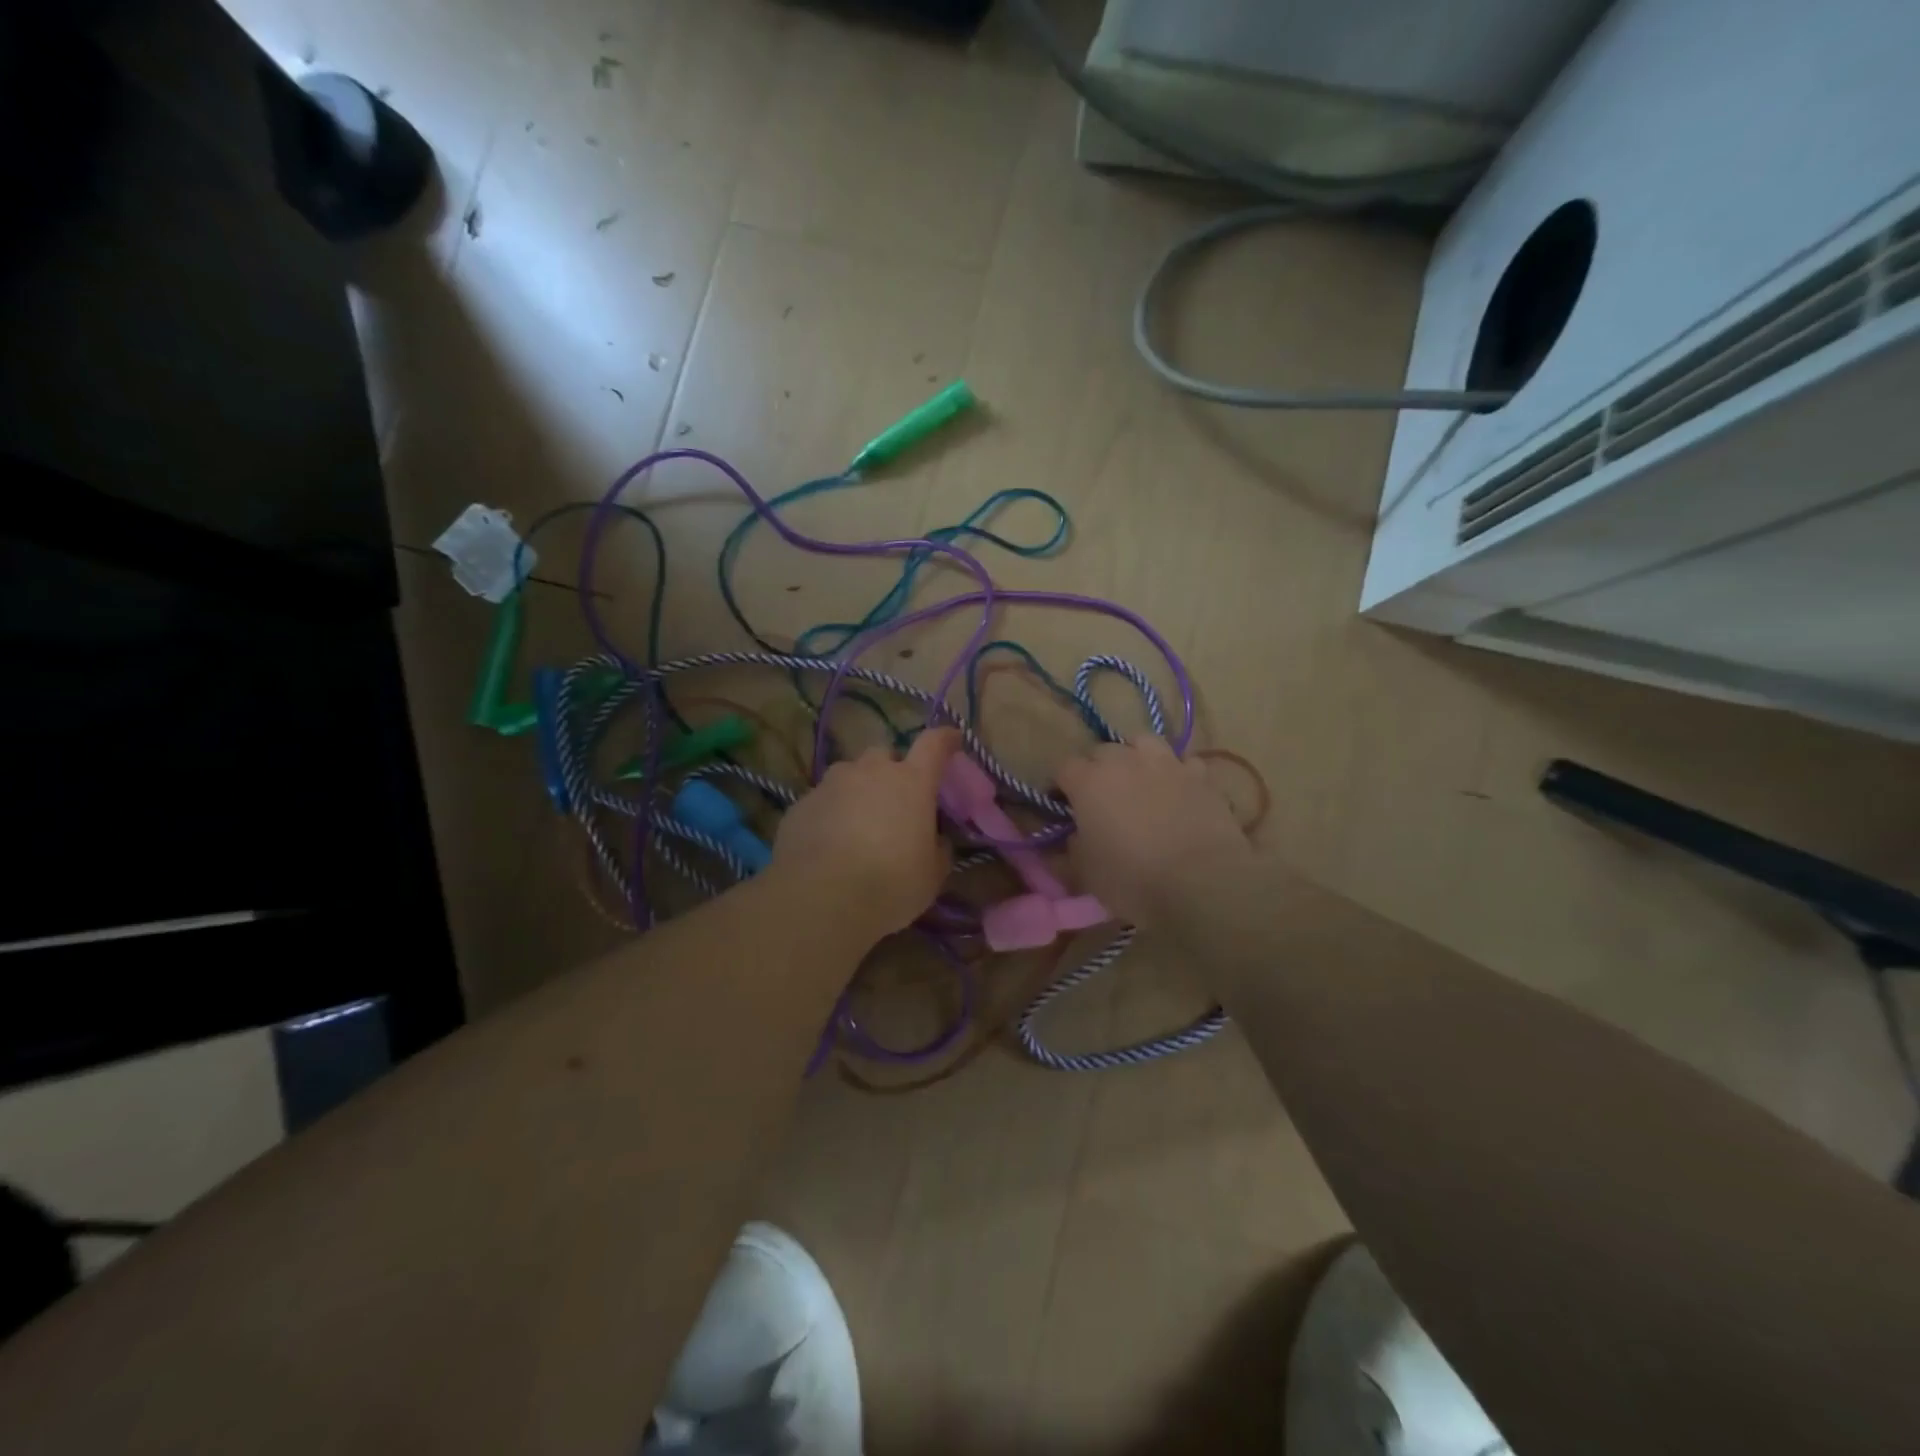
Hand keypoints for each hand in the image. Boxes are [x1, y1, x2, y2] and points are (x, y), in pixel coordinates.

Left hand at [770, 727, 961, 945]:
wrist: (819, 899)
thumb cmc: (889, 885)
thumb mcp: (931, 876)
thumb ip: (938, 850)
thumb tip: (937, 840)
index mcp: (911, 782)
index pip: (934, 744)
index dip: (944, 739)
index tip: (952, 740)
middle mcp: (870, 772)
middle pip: (885, 755)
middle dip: (892, 770)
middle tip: (895, 801)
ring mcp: (831, 784)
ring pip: (849, 775)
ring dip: (858, 790)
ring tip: (858, 824)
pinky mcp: (800, 804)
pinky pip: (823, 801)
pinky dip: (831, 813)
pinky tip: (829, 843)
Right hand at [1056, 738, 1251, 927]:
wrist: (1202, 884)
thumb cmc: (1133, 880)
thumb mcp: (1085, 873)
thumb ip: (1070, 848)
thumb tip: (1069, 839)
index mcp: (1089, 782)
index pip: (1063, 768)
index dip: (1060, 786)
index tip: (1062, 806)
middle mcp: (1125, 761)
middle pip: (1102, 751)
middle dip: (1096, 769)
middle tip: (1101, 798)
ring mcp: (1167, 763)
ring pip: (1143, 743)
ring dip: (1136, 758)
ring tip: (1139, 781)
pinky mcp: (1201, 776)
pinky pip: (1183, 763)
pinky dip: (1176, 773)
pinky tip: (1178, 791)